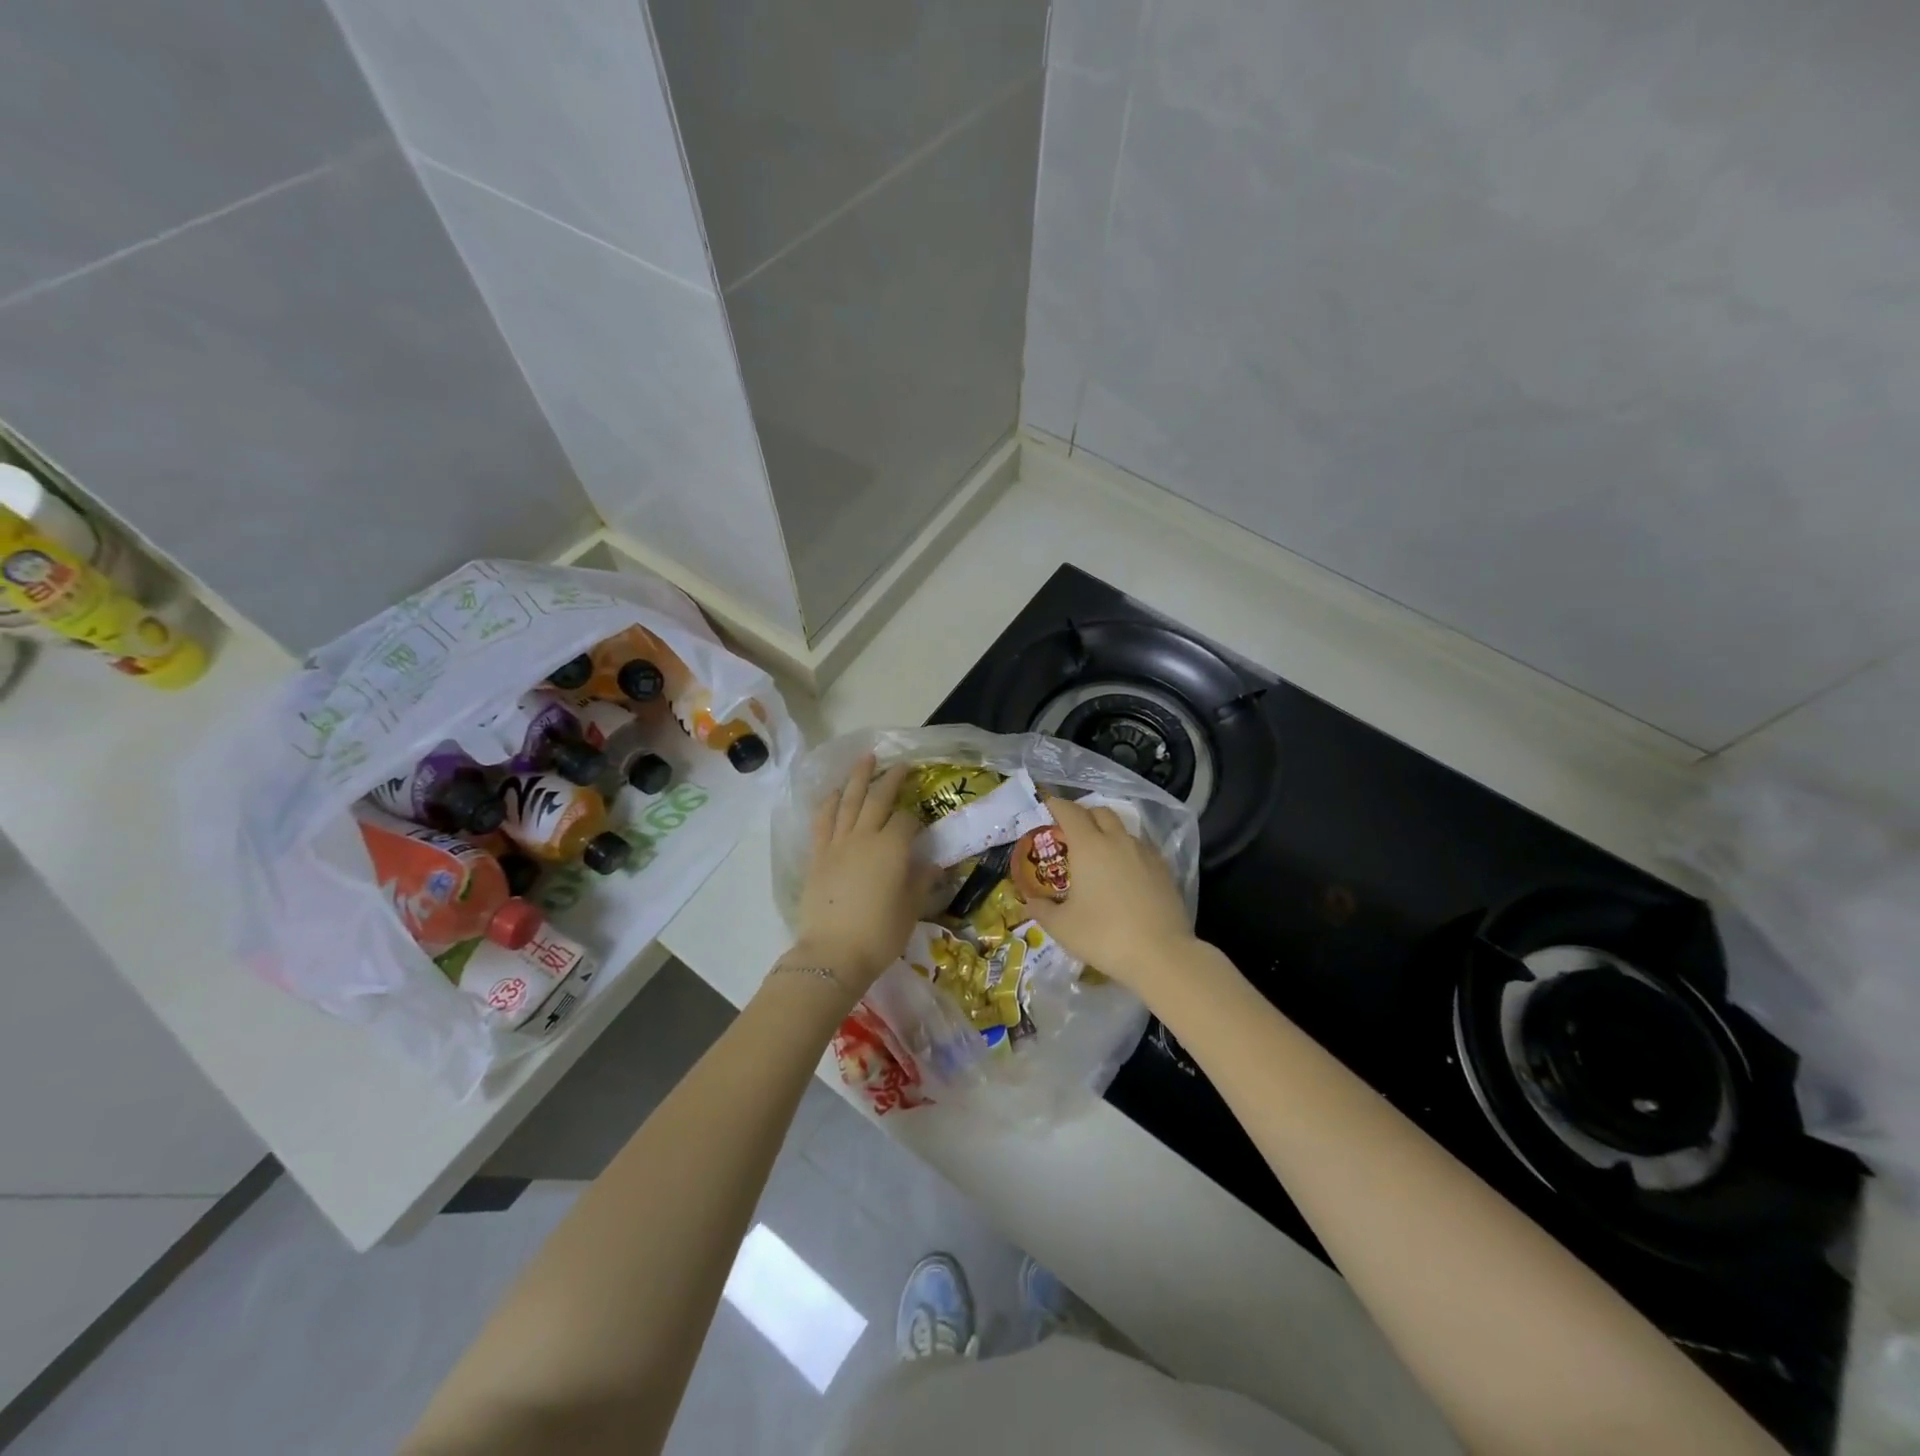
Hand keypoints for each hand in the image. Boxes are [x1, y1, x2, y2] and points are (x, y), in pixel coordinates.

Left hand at [786, 755, 930, 996]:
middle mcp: (865, 836)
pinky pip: (823, 820)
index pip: (907, 820)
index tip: (920, 826)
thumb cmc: (879, 935)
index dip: (915, 819)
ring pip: (848, 801)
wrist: (832, 954)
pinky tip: (833, 792)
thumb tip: (931, 865)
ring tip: (865, 759)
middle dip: (891, 779)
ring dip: (858, 778)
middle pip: (878, 799)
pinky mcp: (817, 855)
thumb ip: (921, 882)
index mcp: (893, 848)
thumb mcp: (911, 909)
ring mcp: (838, 843)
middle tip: (900, 764)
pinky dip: (828, 802)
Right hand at [1026, 796, 1196, 995]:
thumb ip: (1041, 909)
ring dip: (1108, 832)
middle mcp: (1117, 840)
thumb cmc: (1103, 936)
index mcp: (1089, 846)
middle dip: (1084, 814)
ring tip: (1098, 855)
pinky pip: (1141, 848)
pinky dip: (1127, 851)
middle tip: (1071, 832)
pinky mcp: (1164, 869)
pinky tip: (1124, 873)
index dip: (1056, 805)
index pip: (1069, 811)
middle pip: (1100, 812)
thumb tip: (1029, 902)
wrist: (1161, 955)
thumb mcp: (1061, 927)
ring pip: (1123, 829)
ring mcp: (1145, 853)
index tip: (1047, 808)